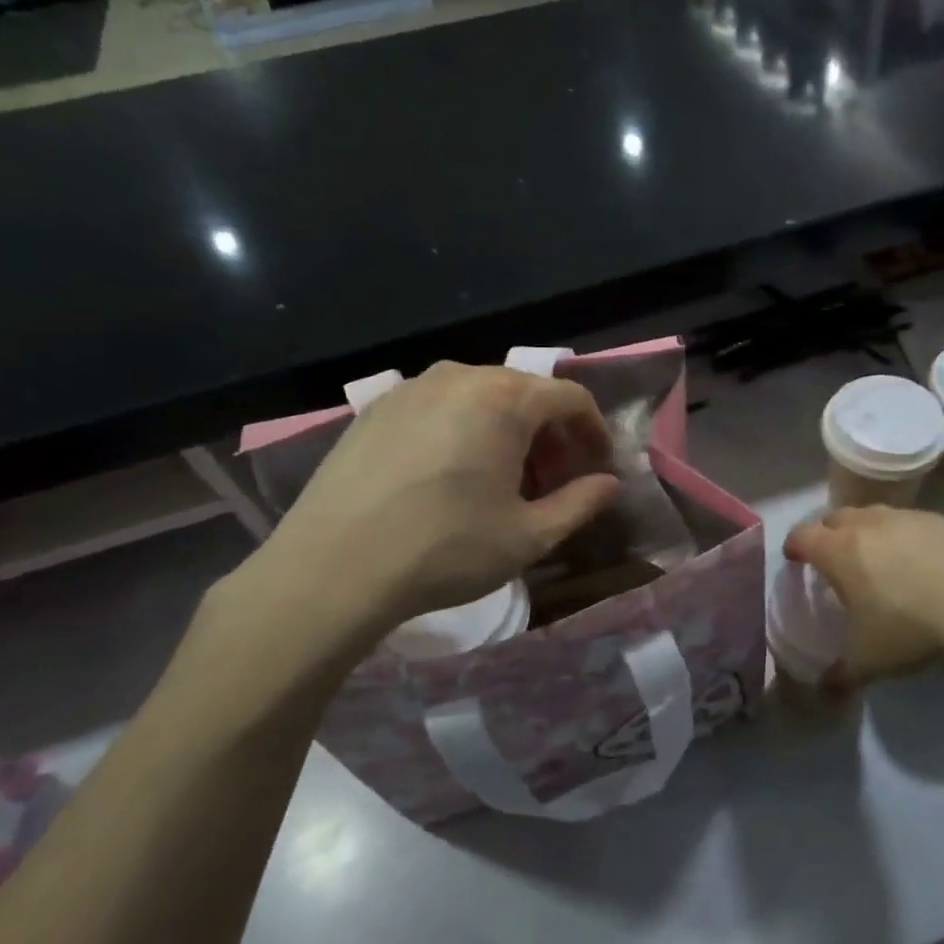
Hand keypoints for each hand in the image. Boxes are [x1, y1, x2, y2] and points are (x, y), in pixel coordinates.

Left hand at [229, 363, 620, 663]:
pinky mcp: (376, 409)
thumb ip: (580, 503)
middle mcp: (460, 376)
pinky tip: (452, 476)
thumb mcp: (529, 535)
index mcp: (504, 399)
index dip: (593, 431)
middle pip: (526, 393)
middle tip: (553, 481)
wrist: (334, 567)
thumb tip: (609, 485)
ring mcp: (411, 388)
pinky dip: (464, 430)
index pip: (570, 397)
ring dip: (508, 432)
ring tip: (503, 480)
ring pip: (481, 398)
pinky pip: (440, 407)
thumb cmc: (447, 549)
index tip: (597, 467)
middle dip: (551, 434)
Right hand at [784, 507, 943, 686]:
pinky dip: (906, 538)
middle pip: (836, 518)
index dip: (794, 547)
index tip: (794, 559)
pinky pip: (913, 523)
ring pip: (875, 516)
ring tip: (878, 559)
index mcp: (840, 550)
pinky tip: (922, 564)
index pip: (802, 536)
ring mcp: (909, 517)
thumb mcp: (869, 662)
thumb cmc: (911, 627)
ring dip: (868, 532)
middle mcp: (869, 524)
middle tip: (834, 559)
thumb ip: (840, 676)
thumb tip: (824, 693)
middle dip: (828, 535)